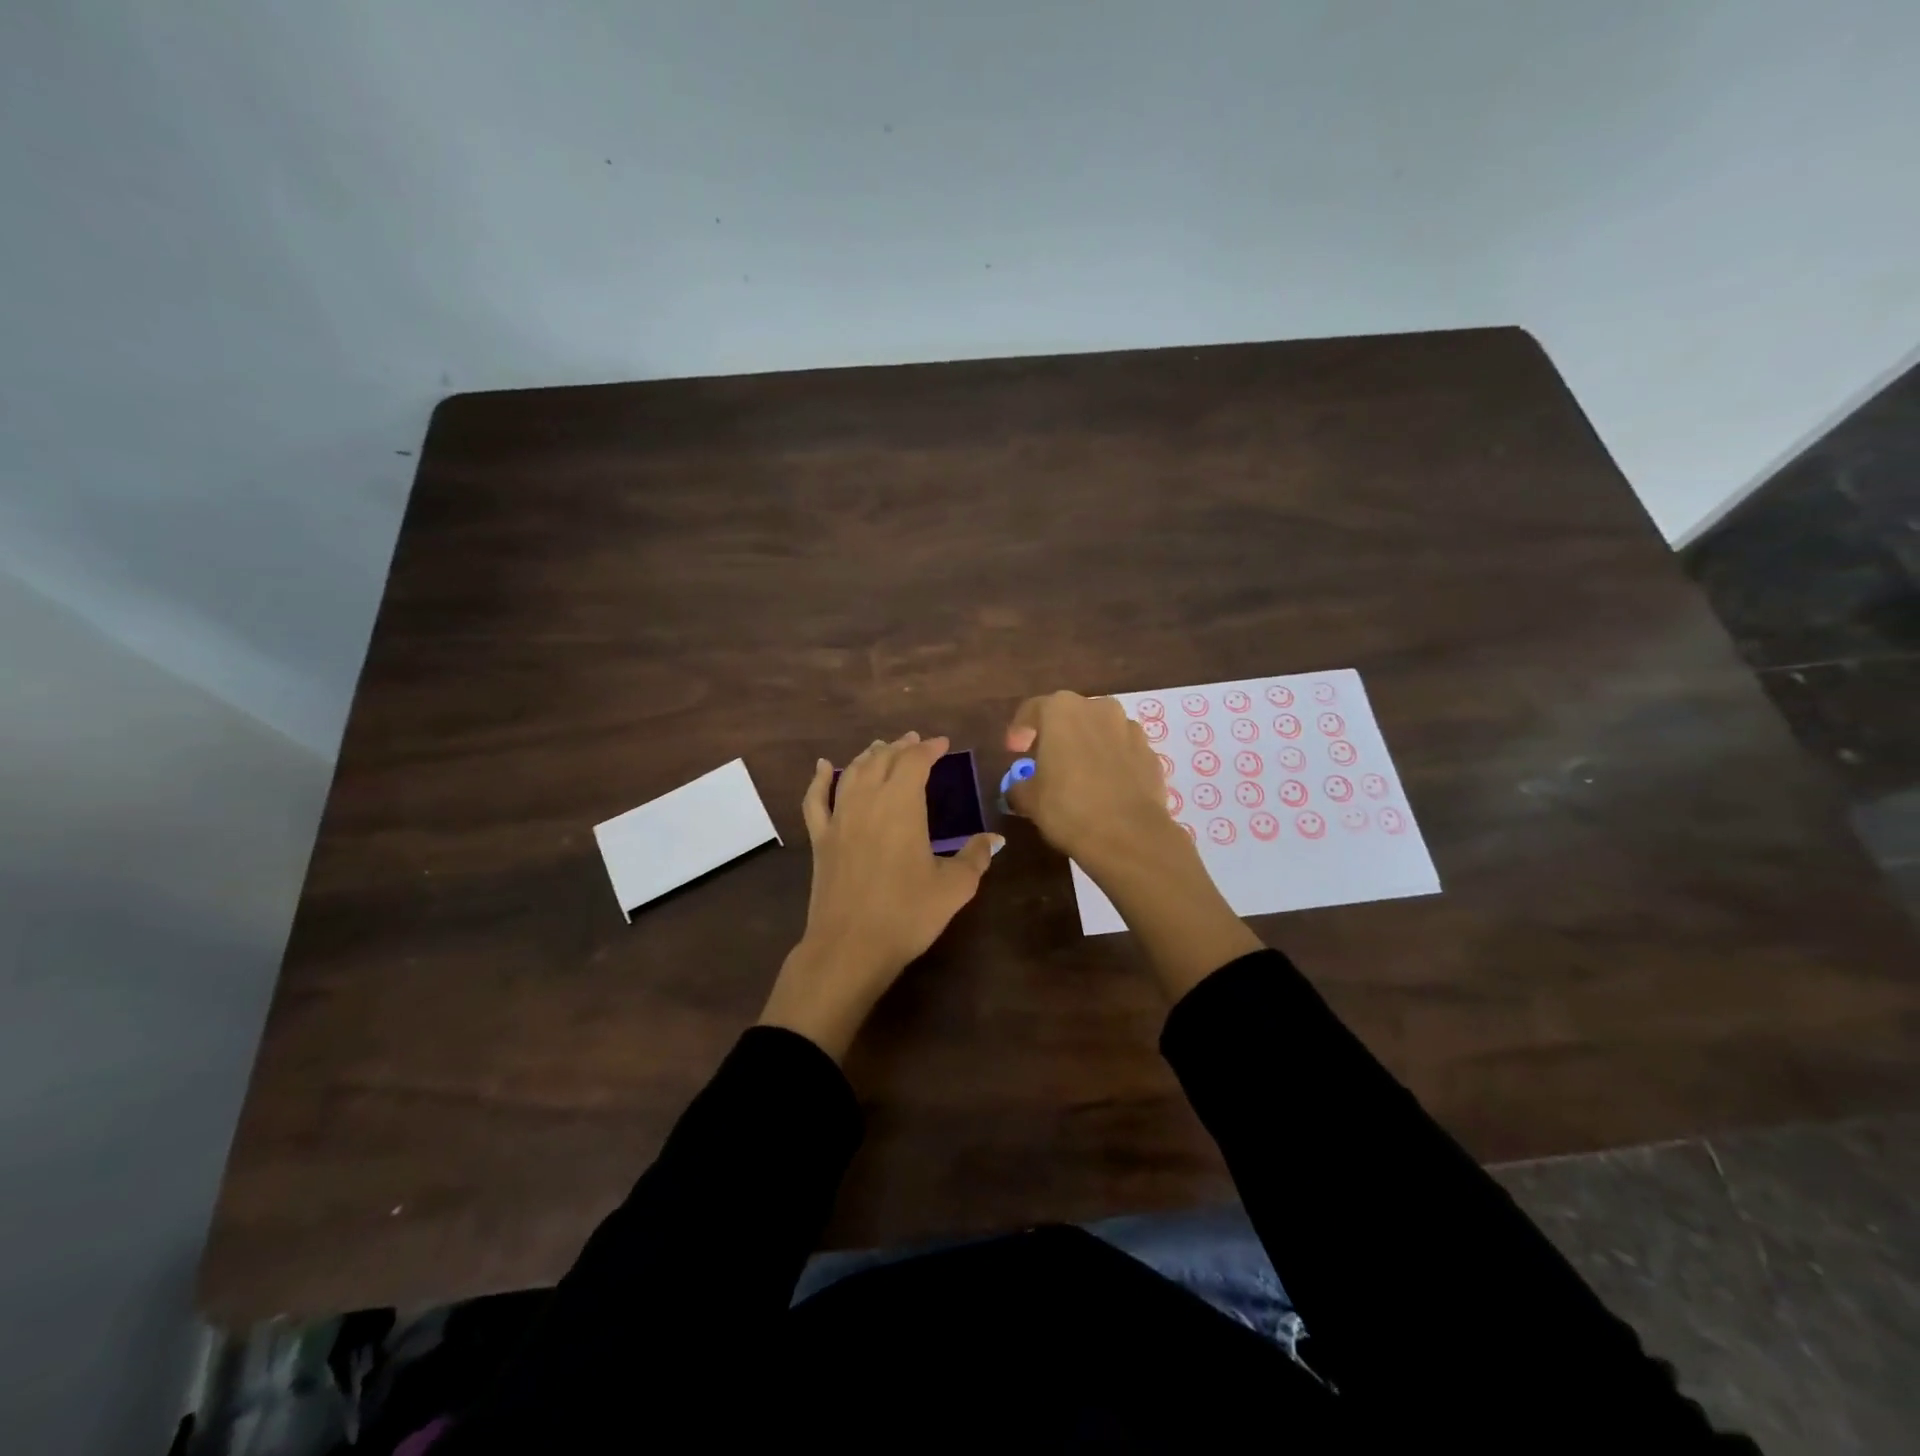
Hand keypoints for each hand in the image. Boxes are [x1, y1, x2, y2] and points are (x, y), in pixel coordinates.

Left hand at [759, 732, 1001, 1060]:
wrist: (850, 946)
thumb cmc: (907, 914)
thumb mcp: (954, 888)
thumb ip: (975, 857)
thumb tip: (994, 839)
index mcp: (902, 805)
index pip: (915, 762)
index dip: (929, 748)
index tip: (943, 744)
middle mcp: (867, 801)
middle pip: (883, 760)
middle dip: (901, 747)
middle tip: (915, 741)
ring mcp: (839, 819)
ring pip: (851, 772)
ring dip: (869, 756)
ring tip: (881, 748)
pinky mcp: (820, 839)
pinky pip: (815, 799)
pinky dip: (818, 779)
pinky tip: (821, 767)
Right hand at [1004, 691, 1181, 877]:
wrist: (1129, 835)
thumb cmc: (1068, 807)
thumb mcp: (1030, 800)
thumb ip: (1019, 787)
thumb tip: (1018, 790)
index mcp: (1062, 710)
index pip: (1033, 710)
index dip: (1020, 730)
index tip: (1014, 751)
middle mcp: (1099, 709)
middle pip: (1071, 716)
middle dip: (1057, 735)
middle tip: (1046, 761)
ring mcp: (1130, 729)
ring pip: (1101, 731)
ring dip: (1088, 746)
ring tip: (1079, 775)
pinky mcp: (1151, 754)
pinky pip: (1124, 752)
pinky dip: (1112, 762)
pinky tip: (1106, 788)